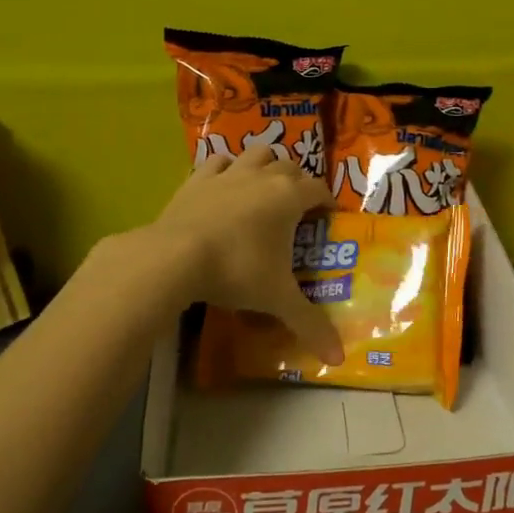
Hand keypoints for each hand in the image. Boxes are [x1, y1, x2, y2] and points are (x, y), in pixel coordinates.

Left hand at [145, 142, 342, 365]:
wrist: (175, 257)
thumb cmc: (237, 271)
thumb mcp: (277, 299)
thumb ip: (309, 324)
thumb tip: (338, 358)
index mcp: (289, 198)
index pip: (318, 189)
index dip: (327, 200)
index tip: (329, 216)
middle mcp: (263, 177)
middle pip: (290, 166)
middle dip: (298, 181)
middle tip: (298, 206)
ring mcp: (228, 174)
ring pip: (256, 153)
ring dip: (265, 164)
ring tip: (264, 185)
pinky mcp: (197, 179)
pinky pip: (217, 162)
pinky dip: (226, 168)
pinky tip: (224, 182)